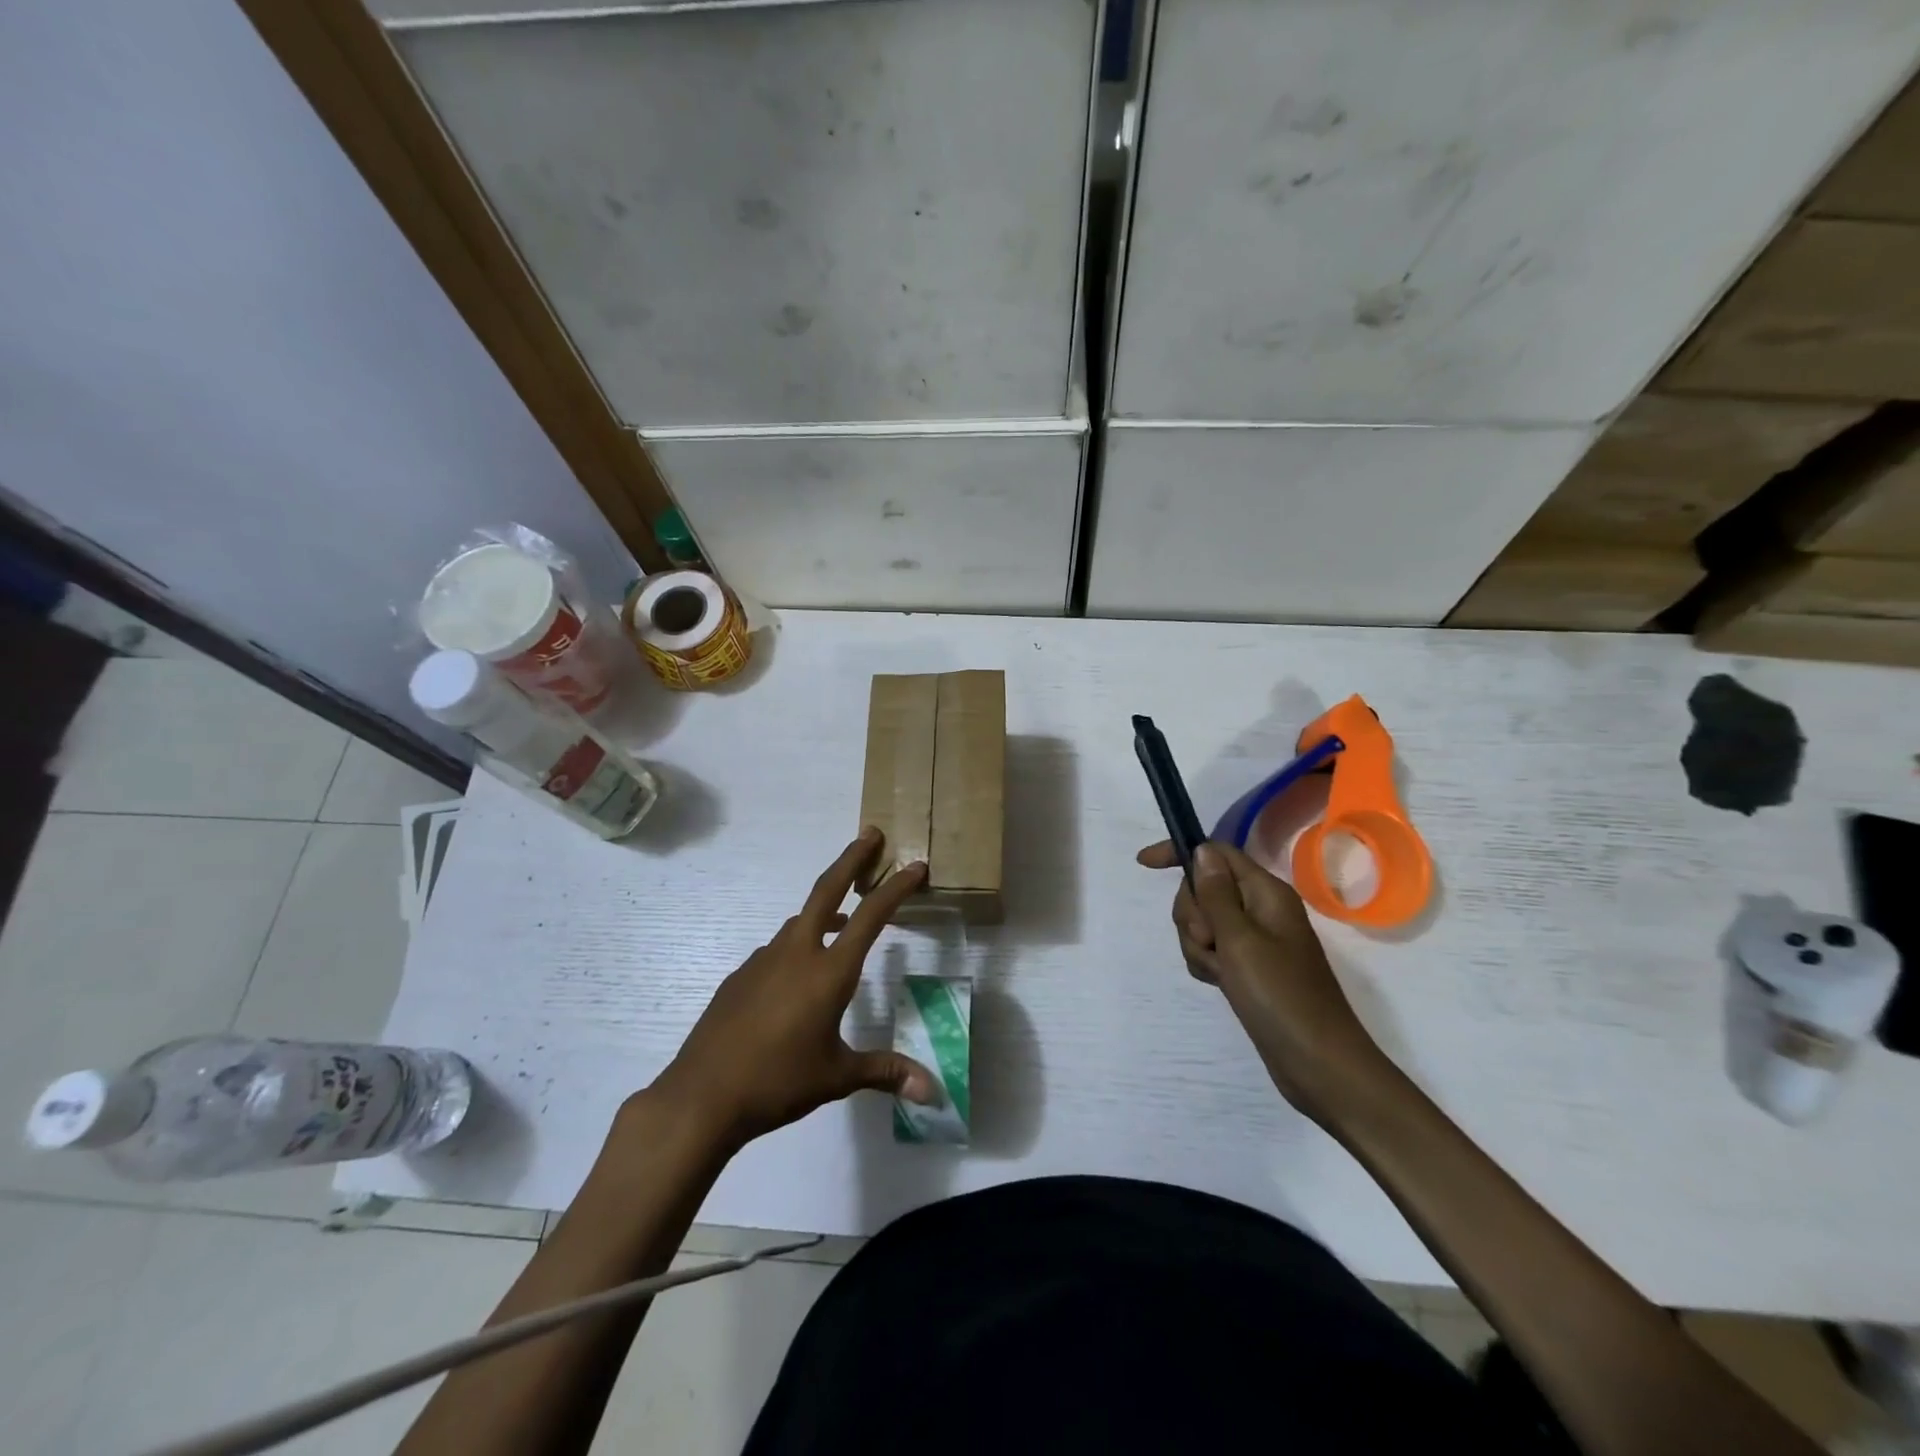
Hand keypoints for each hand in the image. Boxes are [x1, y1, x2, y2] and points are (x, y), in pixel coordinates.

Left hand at [651, 828, 939, 1149]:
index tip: (915, 865)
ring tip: (846, 915)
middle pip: (827, 891)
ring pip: (801, 920)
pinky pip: (779, 948)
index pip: (871, 916)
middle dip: (851, 859)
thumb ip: (886, 1072)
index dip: (896, 888)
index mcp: (829, 971)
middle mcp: (797, 953)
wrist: (702, 1096)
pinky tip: (800, 974)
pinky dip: (800, 942)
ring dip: (827, 907)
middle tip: (870, 834)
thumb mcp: (838, 1077)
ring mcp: (764, 960)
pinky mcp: (741, 975)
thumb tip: (932, 1092)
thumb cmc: (778, 1082)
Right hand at [1137, 839, 1386, 1124]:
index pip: (1217, 853)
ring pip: (1203, 922)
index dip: (1181, 854)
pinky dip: (1205, 963)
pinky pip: (1211, 950)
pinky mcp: (1247, 968)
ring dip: (1198, 944)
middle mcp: (1261, 910)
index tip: (1143, 864)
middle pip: (1204, 889)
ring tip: (1219, 973)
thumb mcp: (1241, 940)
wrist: (1318, 1064)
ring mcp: (1254, 940)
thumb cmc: (1281, 996)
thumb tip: (1202, 850)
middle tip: (1210, 942)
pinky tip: (1218, 984)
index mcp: (1266, 893)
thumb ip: (1216, 893)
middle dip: (1193, 914)